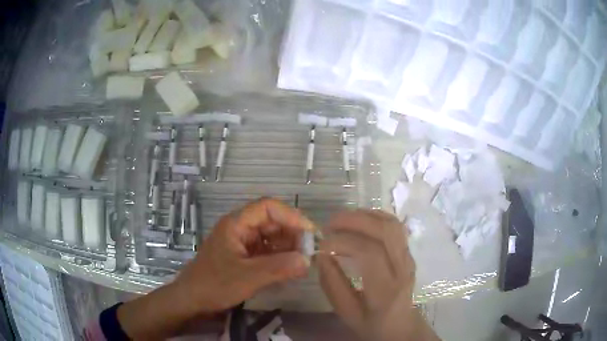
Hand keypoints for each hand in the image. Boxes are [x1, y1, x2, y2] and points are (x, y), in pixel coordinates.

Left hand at [173, 197, 312, 313]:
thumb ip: (278, 268)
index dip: (291, 216)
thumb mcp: (247, 277)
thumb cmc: (214, 285)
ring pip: (272, 237)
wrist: (193, 300)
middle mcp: (241, 229)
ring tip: (303, 262)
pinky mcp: (245, 257)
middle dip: (293, 234)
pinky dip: (281, 258)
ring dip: (289, 247)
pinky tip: (291, 269)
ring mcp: (243, 243)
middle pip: (272, 221)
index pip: (268, 207)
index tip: (310, 233)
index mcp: (236, 224)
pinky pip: (268, 251)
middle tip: (310, 252)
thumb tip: (307, 260)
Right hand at [318, 210, 438, 340]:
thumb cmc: (372, 323)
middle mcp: (403, 268)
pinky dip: (375, 217)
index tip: (322, 244)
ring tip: (341, 221)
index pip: (370, 253)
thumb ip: (332, 285)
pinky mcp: (408, 252)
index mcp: (386, 290)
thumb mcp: (347, 312)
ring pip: (392, 224)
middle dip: (355, 220)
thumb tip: (321, 255)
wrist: (402, 326)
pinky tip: (359, 221)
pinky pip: (395, 226)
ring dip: (365, 215)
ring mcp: (408, 257)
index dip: (343, 242)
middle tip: (329, 224)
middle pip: (386, 231)